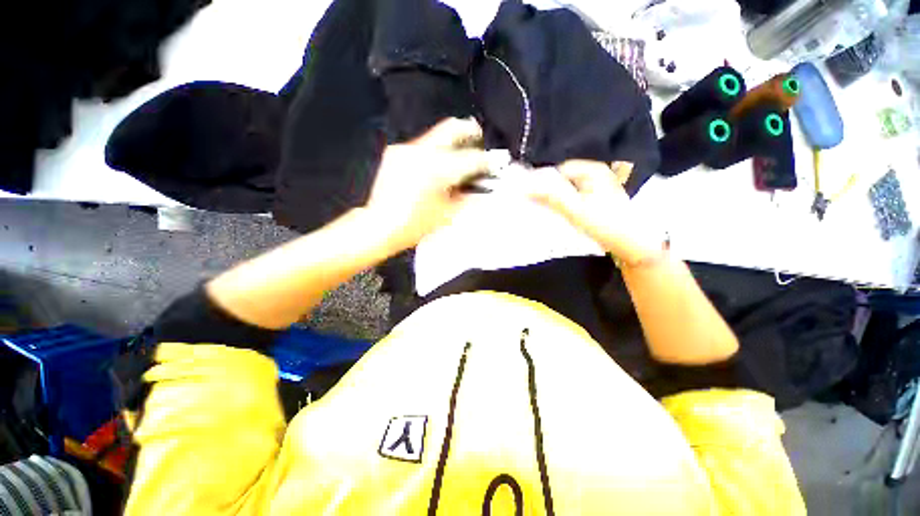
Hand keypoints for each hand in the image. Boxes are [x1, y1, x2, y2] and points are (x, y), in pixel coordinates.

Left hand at [365, 118, 489, 252]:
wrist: (380, 225)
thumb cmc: (416, 225)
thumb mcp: (447, 213)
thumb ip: (469, 197)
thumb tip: (484, 188)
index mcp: (437, 169)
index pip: (470, 158)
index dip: (486, 161)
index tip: (495, 163)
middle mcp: (421, 152)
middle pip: (451, 129)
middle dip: (469, 131)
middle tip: (478, 136)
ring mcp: (405, 150)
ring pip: (435, 136)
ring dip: (451, 143)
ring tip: (459, 154)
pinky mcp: (395, 153)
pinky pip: (421, 146)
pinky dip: (434, 152)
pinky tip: (436, 166)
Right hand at [525, 160, 662, 263]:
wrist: (630, 243)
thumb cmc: (603, 223)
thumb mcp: (574, 208)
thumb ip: (550, 196)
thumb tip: (526, 187)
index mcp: (593, 170)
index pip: (560, 170)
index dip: (545, 182)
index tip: (532, 197)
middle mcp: (597, 173)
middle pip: (564, 179)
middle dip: (551, 191)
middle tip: (538, 205)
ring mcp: (598, 187)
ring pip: (569, 189)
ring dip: (557, 199)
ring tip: (548, 211)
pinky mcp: (598, 199)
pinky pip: (576, 197)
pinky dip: (566, 204)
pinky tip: (562, 214)